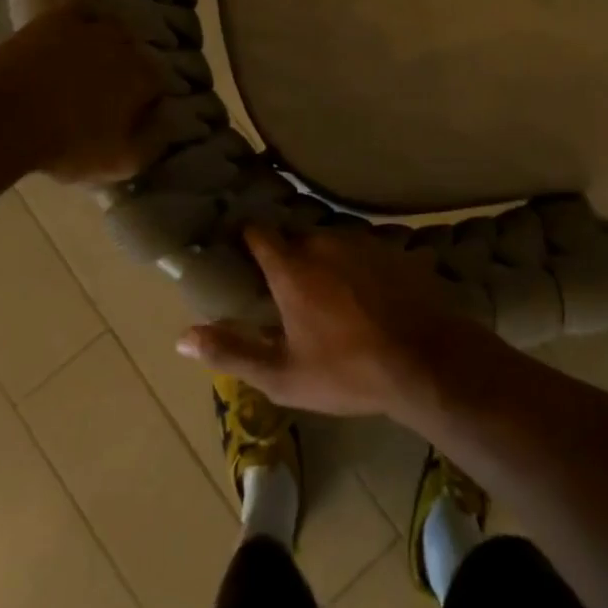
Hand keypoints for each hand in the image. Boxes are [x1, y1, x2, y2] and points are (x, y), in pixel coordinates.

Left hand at [0, 0, 163, 183]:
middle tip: (104, 93)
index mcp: (145, 78)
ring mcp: (93, 27)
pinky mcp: (58, 17)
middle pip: (136, 54)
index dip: (144, 100)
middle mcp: (128, 45)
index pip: (158, 83)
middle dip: (125, 70)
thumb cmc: (65, 147)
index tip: (128, 116)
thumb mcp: (119, 162)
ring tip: (91, 58)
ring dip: (108, 41)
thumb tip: (171, 121)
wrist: (2, 124)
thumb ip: (154, 142)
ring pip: (113, 27)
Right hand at [176, 225, 498, 419]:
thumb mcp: (283, 374)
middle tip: (289, 289)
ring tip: (330, 294)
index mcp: (292, 266)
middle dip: (289, 258)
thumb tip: (182, 337)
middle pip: (296, 239)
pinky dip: (358, 265)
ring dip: (325, 260)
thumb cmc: (347, 371)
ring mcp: (363, 240)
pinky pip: (364, 248)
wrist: (425, 359)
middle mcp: (324, 241)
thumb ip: (232, 351)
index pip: (258, 233)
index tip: (240, 249)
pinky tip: (367, 293)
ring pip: (332, 241)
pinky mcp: (393, 246)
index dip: (247, 239)